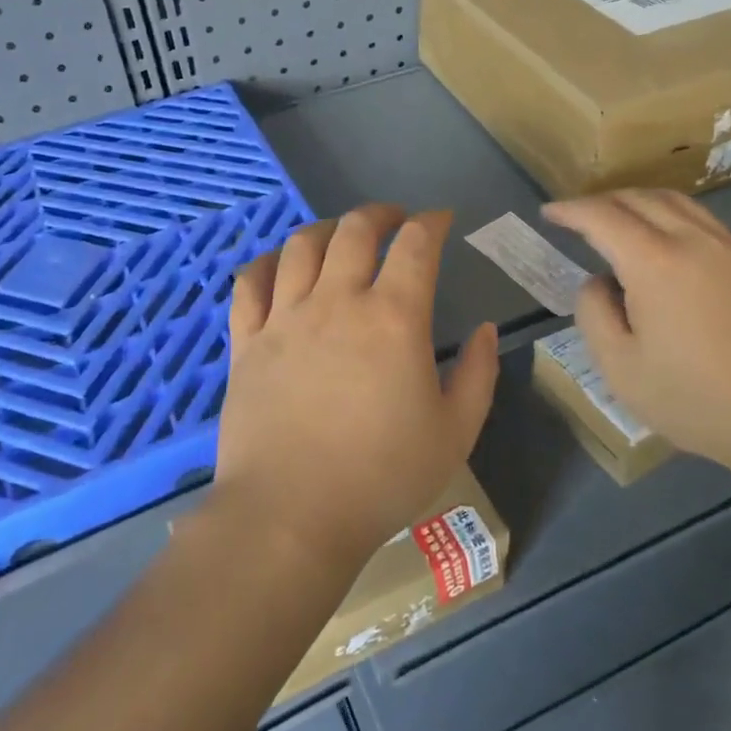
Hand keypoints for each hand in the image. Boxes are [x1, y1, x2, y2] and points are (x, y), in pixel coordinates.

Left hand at [210, 205, 500, 578]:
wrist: (290, 516)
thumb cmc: (381, 478)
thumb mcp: (454, 433)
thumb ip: (477, 375)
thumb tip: (483, 331)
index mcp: (393, 318)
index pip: (416, 246)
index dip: (432, 222)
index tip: (440, 220)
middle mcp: (337, 302)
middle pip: (356, 230)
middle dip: (380, 214)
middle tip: (394, 220)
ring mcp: (285, 317)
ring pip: (302, 245)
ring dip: (327, 228)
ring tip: (341, 235)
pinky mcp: (247, 341)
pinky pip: (251, 283)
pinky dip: (268, 262)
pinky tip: (280, 264)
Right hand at [542, 190, 730, 476]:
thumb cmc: (697, 400)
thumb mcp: (620, 368)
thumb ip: (594, 313)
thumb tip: (598, 282)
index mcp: (654, 262)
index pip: (601, 216)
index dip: (570, 210)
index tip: (549, 213)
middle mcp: (693, 241)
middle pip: (639, 198)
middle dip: (601, 200)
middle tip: (577, 217)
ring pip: (676, 202)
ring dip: (638, 202)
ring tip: (618, 220)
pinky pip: (703, 221)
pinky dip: (670, 216)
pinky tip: (666, 244)